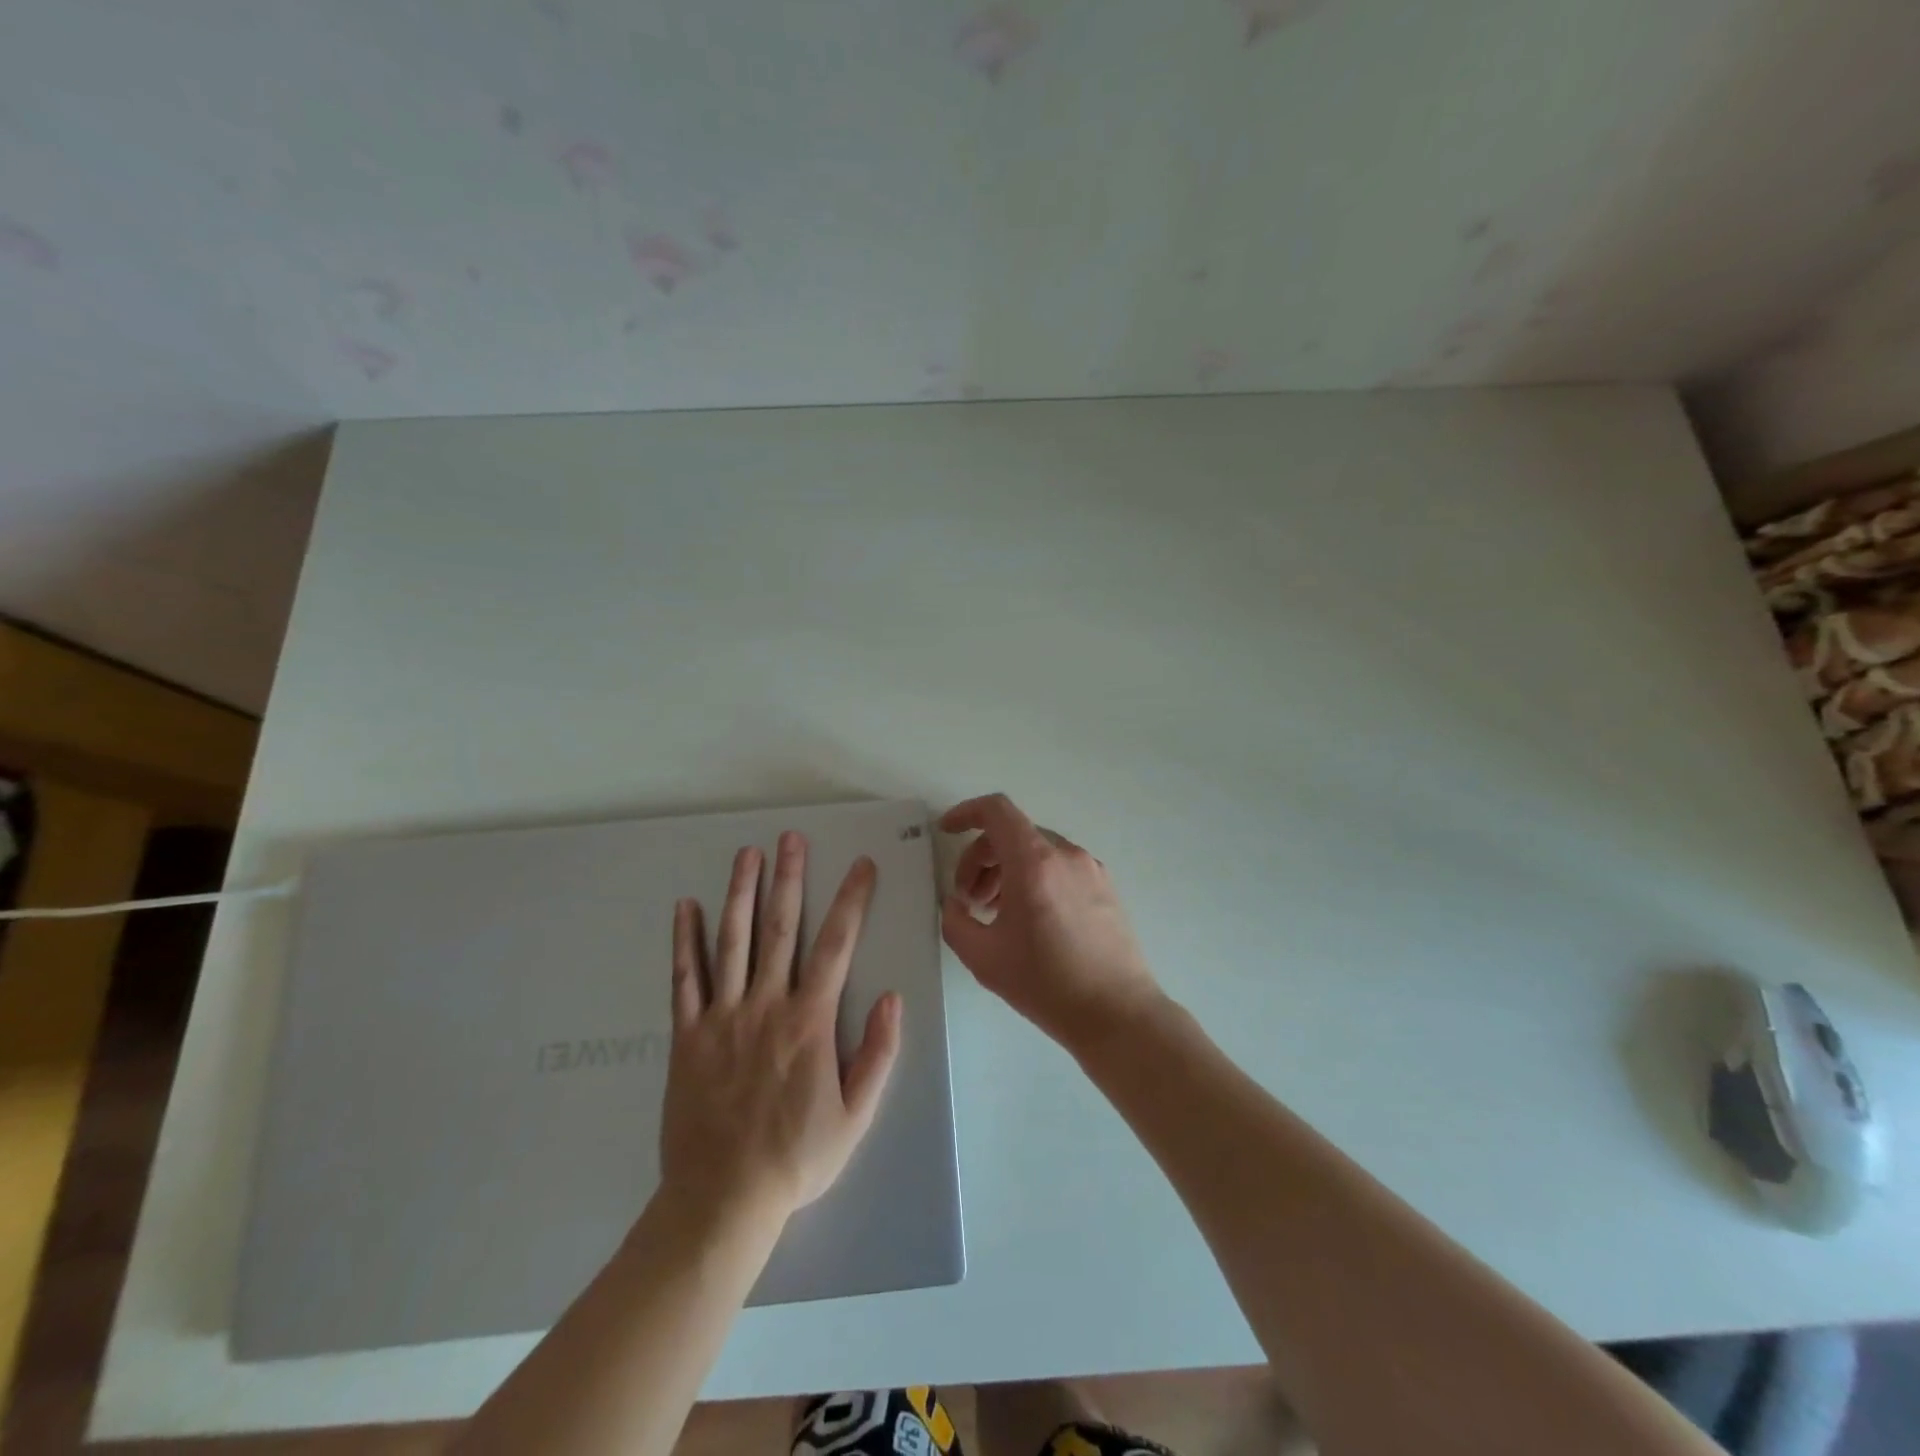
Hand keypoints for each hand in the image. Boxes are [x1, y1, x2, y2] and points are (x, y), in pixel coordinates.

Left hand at [660, 832, 901, 1226]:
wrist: (721, 1201)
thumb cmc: (796, 1158)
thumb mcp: (856, 1116)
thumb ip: (878, 1054)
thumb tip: (893, 998)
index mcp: (809, 1021)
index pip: (837, 945)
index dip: (851, 900)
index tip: (861, 866)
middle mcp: (766, 1005)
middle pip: (780, 928)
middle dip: (789, 878)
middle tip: (792, 837)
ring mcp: (722, 1016)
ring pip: (732, 941)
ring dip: (740, 892)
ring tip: (747, 854)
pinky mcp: (687, 1035)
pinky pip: (684, 978)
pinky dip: (685, 940)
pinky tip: (686, 907)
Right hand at [940, 793, 1161, 1050]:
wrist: (1117, 1014)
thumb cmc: (1046, 983)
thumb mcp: (983, 957)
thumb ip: (955, 921)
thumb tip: (955, 903)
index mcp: (1034, 862)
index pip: (996, 811)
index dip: (966, 813)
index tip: (946, 831)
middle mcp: (1065, 854)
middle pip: (1013, 833)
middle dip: (981, 857)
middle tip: (968, 898)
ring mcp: (1090, 869)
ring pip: (1037, 851)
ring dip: (1007, 869)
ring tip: (994, 911)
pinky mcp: (1105, 887)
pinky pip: (1059, 867)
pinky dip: (1034, 877)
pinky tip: (1028, 918)